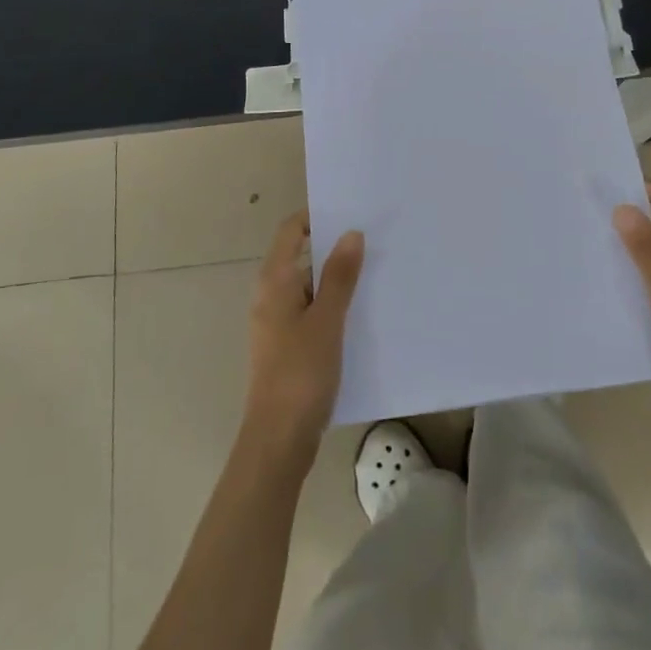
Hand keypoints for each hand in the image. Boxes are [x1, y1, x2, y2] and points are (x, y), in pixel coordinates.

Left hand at [240, 212, 363, 468]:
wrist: (279, 439)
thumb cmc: (300, 373)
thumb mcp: (327, 320)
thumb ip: (339, 276)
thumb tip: (351, 233)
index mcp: (274, 281)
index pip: (291, 230)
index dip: (317, 216)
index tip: (352, 211)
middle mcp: (271, 295)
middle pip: (302, 256)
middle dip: (335, 247)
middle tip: (376, 240)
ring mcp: (279, 322)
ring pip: (311, 286)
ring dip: (338, 279)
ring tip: (379, 273)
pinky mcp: (289, 345)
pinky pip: (313, 311)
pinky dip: (335, 305)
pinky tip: (364, 313)